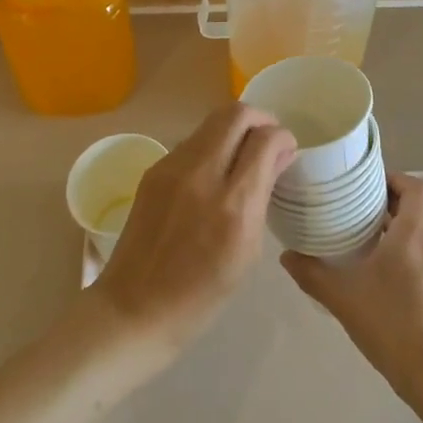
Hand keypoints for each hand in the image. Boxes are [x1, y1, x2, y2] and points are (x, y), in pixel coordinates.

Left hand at [90, 104, 295, 354]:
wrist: (136, 307)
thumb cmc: (202, 294)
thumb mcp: (248, 251)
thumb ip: (263, 195)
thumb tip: (279, 157)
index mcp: (233, 204)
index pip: (264, 140)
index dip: (282, 137)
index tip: (286, 150)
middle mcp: (201, 175)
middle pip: (235, 114)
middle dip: (260, 119)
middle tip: (268, 140)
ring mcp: (171, 168)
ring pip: (211, 123)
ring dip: (233, 130)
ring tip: (241, 156)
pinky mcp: (153, 170)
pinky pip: (191, 142)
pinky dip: (210, 146)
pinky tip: (212, 173)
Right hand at [281, 173, 422, 394]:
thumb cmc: (389, 324)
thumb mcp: (342, 297)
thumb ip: (312, 274)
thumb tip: (286, 255)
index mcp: (411, 235)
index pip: (415, 188)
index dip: (394, 177)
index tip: (366, 182)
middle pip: (414, 208)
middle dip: (385, 202)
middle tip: (351, 206)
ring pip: (416, 232)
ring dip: (391, 228)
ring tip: (357, 236)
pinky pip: (419, 254)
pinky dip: (399, 250)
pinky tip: (374, 271)